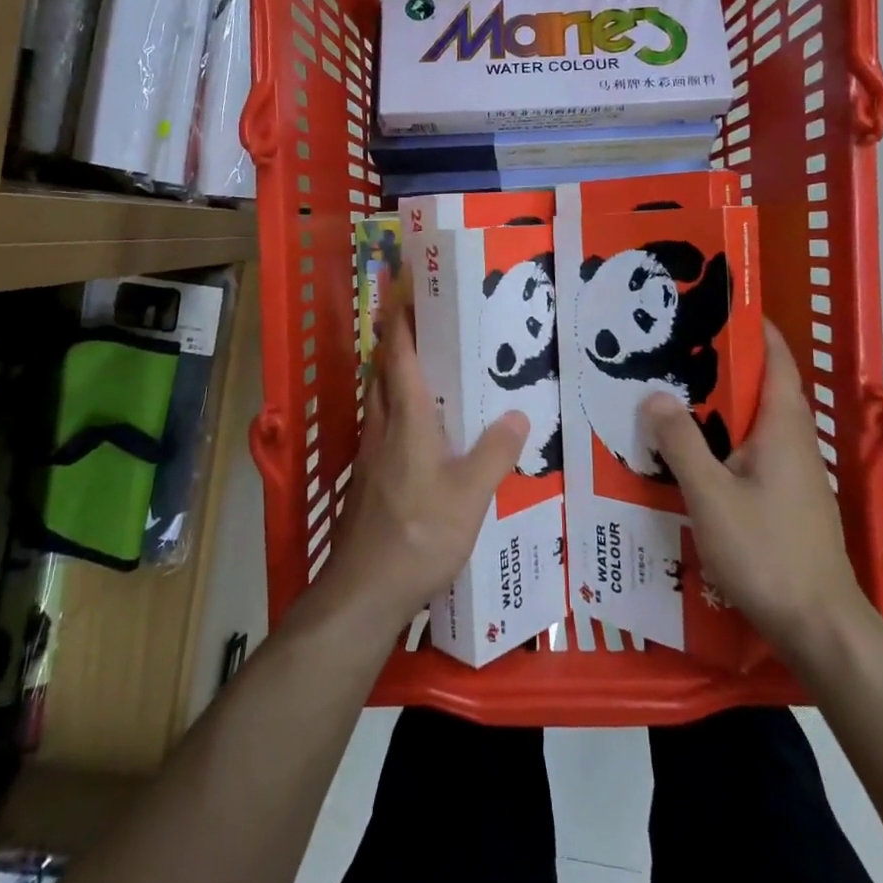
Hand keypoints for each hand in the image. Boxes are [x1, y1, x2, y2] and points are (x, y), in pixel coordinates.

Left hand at [315, 286, 528, 641]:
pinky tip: (419, 431)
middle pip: (382, 373)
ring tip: (425, 368)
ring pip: (379, 400)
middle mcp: (382, 428)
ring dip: (394, 375)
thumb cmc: (419, 534)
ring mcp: (370, 455)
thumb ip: (495, 452)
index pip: (398, 356)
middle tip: (423, 324)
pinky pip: (382, 427)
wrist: (365, 590)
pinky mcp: (368, 480)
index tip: (404, 292)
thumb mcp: (470, 495)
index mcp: (406, 420)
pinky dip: (397, 410)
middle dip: (396, 342)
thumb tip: (517, 415)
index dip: (400, 322)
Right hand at [642, 320, 866, 660]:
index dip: (754, 328)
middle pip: (763, 388)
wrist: (819, 626)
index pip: (776, 360)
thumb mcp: (711, 495)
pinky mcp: (787, 501)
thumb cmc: (767, 552)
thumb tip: (655, 395)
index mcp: (783, 428)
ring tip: (672, 395)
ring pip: (755, 423)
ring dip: (720, 405)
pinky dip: (724, 439)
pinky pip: (752, 452)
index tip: (718, 305)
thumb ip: (682, 442)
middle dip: (723, 365)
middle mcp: (794, 443)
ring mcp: (794, 475)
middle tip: (673, 350)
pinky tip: (691, 454)